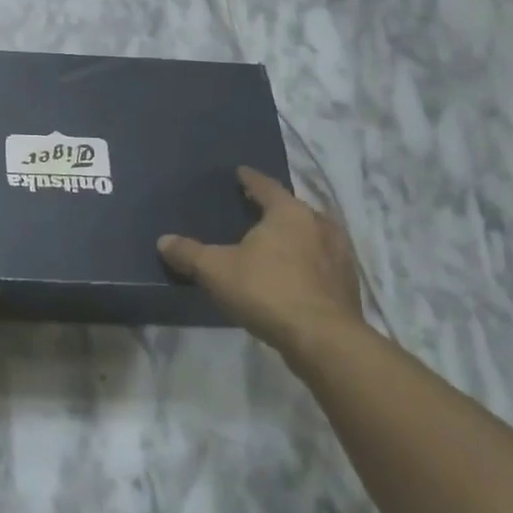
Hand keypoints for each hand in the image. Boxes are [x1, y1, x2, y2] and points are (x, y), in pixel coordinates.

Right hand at [158, 168, 363, 359]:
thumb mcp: (215, 270)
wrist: (323, 340)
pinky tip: (295, 275)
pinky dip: (309, 263)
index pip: (266, 186)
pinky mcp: (348, 286)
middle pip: (295, 209)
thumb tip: (163, 241)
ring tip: (278, 243)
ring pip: (314, 236)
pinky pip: (324, 263)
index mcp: (289, 213)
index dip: (250, 180)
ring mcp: (340, 256)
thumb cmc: (267, 291)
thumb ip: (188, 253)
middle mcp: (319, 226)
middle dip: (276, 209)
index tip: (240, 173)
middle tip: (256, 211)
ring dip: (298, 236)